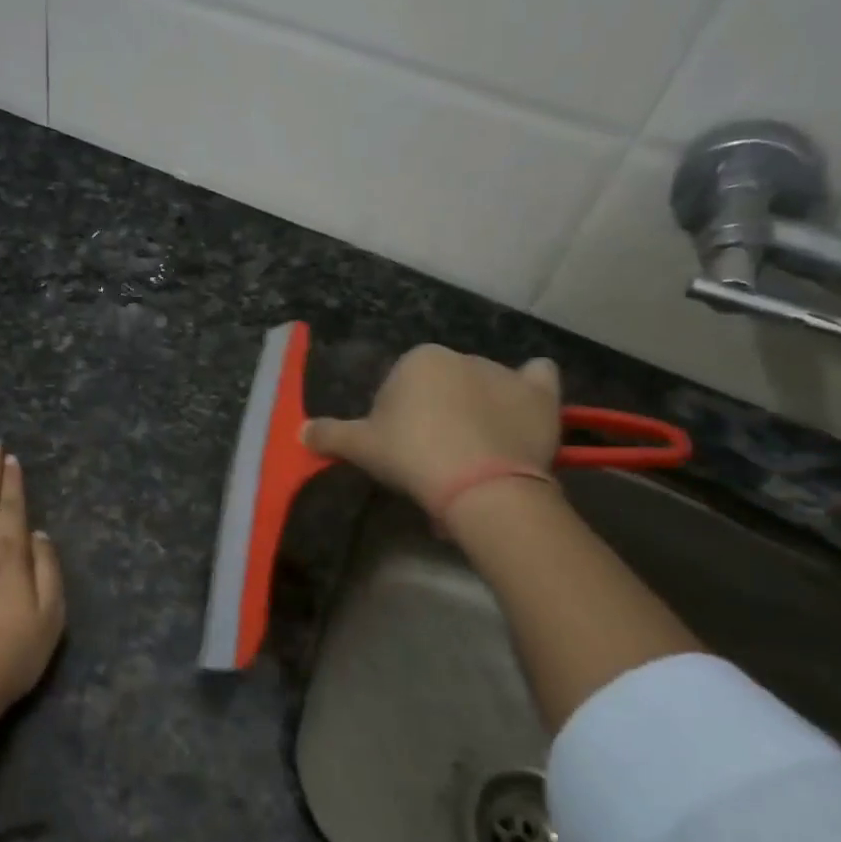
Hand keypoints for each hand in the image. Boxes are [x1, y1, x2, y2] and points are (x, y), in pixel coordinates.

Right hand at [303, 346, 561, 511]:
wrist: (480, 485)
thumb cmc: (413, 456)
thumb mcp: (361, 448)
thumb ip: (329, 435)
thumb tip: (300, 431)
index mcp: (418, 360)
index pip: (399, 385)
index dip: (396, 416)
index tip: (399, 447)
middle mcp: (462, 356)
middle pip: (442, 384)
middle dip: (437, 411)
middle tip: (433, 454)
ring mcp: (505, 374)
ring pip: (484, 386)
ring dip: (478, 408)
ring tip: (475, 453)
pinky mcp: (540, 396)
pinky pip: (537, 379)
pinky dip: (530, 388)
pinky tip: (522, 408)